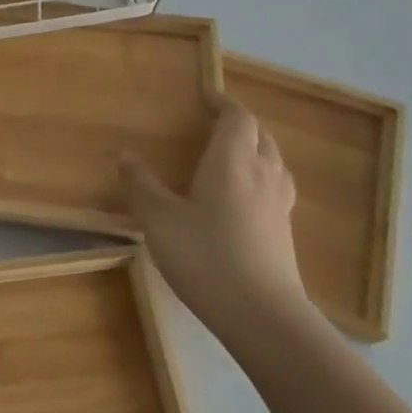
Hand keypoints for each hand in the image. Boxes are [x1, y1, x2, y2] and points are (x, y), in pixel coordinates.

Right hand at [123, 98, 306, 340]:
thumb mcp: (159, 219)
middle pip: (261, 136)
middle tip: (215, 123)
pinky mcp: (285, 233)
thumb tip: (126, 154)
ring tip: (234, 154)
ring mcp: (278, 206)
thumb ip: (142, 185)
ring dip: (257, 149)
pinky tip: (245, 197)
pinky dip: (262, 177)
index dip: (223, 104)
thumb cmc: (205, 256)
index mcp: (232, 162)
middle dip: (240, 124)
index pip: (237, 119)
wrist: (262, 315)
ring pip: (274, 162)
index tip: (205, 96)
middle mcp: (261, 175)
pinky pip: (277, 188)